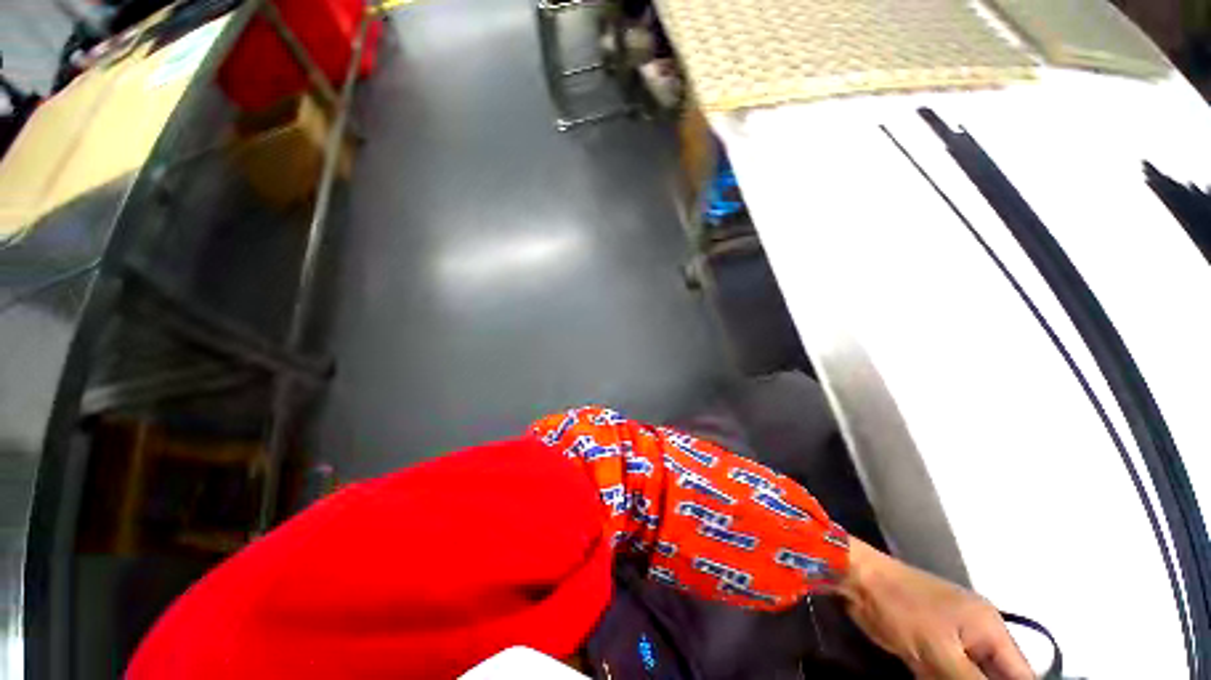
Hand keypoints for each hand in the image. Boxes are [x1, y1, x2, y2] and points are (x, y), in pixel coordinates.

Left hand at [837, 539, 1033, 679]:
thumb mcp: (941, 653)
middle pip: (995, 676)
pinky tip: (928, 678)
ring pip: (971, 676)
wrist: (857, 579)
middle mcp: (979, 631)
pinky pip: (949, 670)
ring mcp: (954, 634)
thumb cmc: (901, 609)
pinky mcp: (932, 639)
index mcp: (990, 629)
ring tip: (934, 677)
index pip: (1022, 675)